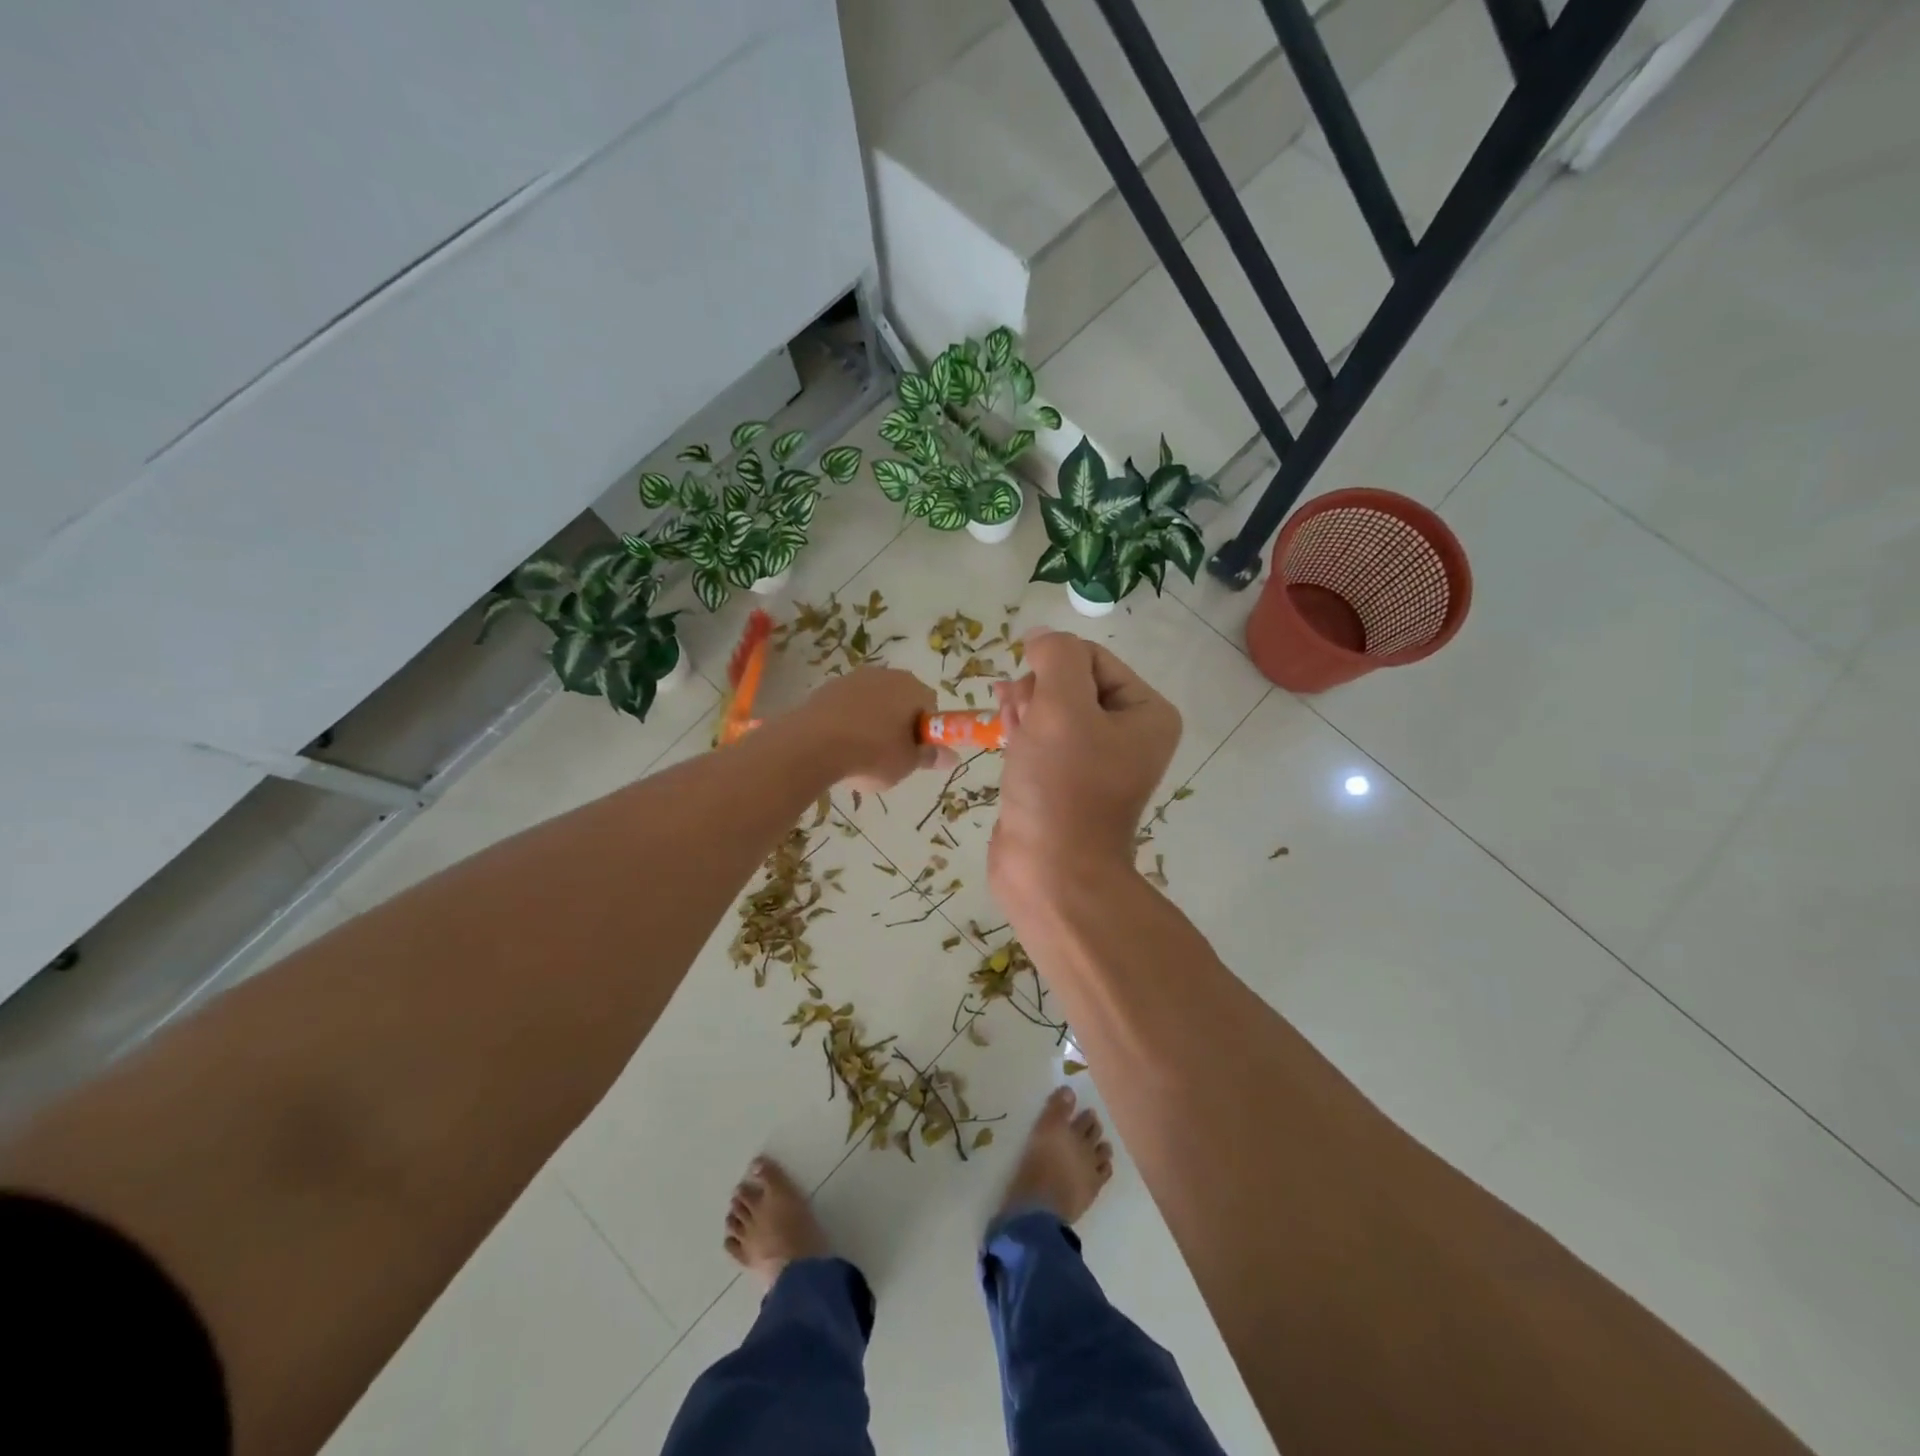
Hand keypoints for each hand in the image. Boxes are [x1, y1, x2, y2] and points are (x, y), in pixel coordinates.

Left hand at [790, 667, 948, 792]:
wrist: (812, 745)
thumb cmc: (872, 753)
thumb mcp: (906, 763)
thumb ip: (930, 757)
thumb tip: (952, 757)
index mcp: (911, 687)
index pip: (929, 704)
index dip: (925, 730)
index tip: (914, 751)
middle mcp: (884, 674)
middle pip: (900, 700)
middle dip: (898, 724)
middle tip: (890, 755)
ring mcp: (852, 678)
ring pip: (872, 702)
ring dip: (871, 723)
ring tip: (860, 754)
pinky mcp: (826, 688)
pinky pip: (846, 706)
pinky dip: (847, 722)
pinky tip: (838, 746)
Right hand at [989, 630, 1180, 893]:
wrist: (1051, 872)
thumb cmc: (1062, 786)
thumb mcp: (1061, 706)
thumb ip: (1056, 656)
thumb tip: (1041, 637)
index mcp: (1147, 712)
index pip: (1091, 657)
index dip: (1052, 666)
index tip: (1029, 696)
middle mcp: (1129, 732)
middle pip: (1070, 681)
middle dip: (1037, 691)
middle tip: (1019, 715)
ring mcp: (1097, 759)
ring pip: (1051, 709)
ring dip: (1025, 711)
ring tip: (1011, 731)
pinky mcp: (1066, 780)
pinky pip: (1042, 738)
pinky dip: (1022, 734)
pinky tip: (1008, 742)